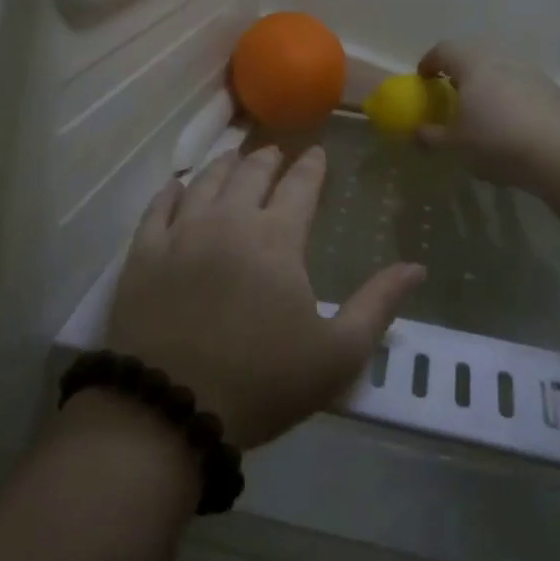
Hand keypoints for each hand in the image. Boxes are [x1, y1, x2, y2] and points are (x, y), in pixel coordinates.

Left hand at [107, 146, 424, 448]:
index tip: (317, 153)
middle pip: (249, 174)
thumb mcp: (338, 354)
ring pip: (204, 182)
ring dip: (224, 165)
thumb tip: (416, 267)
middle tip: (275, 152)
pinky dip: (172, 191)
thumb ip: (378, 304)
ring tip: (233, 157)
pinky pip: (158, 207)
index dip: (311, 167)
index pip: (299, 187)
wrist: (171, 408)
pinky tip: (178, 185)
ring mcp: (180, 234)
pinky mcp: (143, 254)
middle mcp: (228, 221)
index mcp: (276, 239)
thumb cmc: (263, 382)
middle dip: (267, 159)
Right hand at [416, 41, 559, 191]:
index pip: (445, 49)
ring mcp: (530, 72)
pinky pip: (520, 85)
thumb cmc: (496, 141)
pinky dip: (508, 96)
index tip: (422, 79)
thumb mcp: (454, 145)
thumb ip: (431, 136)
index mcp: (473, 65)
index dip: (429, 61)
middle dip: (459, 70)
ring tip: (480, 110)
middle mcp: (502, 59)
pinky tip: (508, 124)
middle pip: (474, 54)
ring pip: (500, 69)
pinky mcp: (551, 89)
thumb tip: (417, 132)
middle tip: (450, 92)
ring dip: (486, 83)